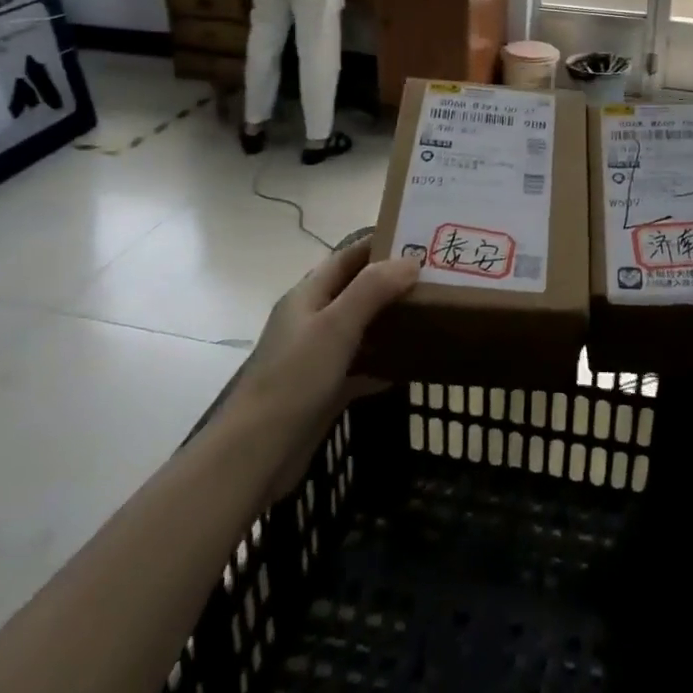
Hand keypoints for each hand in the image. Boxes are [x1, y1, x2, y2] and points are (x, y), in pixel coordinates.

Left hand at [235, 239, 418, 500]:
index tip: (418, 239)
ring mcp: (316, 357)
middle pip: (355, 291)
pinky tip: (410, 366)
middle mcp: (310, 320)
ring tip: (431, 315)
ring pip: (359, 329)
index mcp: (307, 296)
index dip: (378, 244)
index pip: (346, 257)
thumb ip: (372, 290)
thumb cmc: (295, 378)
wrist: (258, 452)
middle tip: (434, 279)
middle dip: (391, 283)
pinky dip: (383, 363)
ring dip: (389, 322)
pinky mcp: (324, 390)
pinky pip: (360, 366)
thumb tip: (411, 260)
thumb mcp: (336, 326)